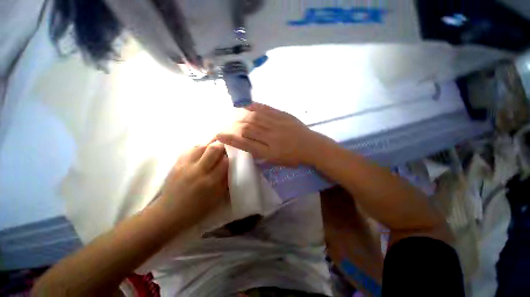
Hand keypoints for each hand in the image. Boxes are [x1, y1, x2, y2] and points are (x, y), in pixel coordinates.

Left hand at [158, 141, 228, 224]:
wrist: (169, 213)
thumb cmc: (197, 209)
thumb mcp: (217, 198)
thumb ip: (225, 181)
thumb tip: (230, 167)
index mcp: (210, 182)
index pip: (225, 161)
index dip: (230, 157)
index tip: (231, 158)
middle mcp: (198, 171)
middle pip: (214, 148)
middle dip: (222, 146)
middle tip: (223, 150)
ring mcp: (185, 166)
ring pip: (201, 145)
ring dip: (210, 146)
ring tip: (212, 151)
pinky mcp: (176, 164)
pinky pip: (189, 149)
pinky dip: (198, 148)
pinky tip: (201, 153)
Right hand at [216, 103, 328, 166]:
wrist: (312, 146)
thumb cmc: (294, 157)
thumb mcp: (276, 161)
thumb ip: (260, 152)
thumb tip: (245, 143)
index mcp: (270, 152)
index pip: (246, 144)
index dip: (230, 139)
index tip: (219, 135)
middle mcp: (272, 137)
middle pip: (247, 129)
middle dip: (232, 126)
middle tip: (225, 124)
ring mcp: (278, 124)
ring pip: (254, 118)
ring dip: (240, 116)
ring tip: (233, 116)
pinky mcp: (283, 115)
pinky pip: (265, 109)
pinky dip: (253, 107)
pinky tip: (246, 106)